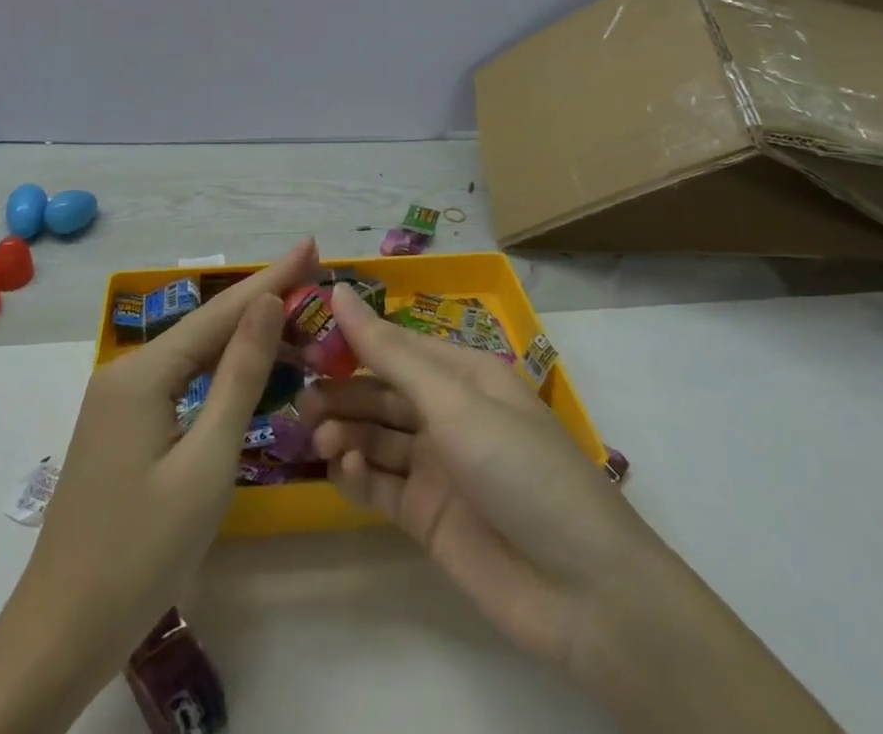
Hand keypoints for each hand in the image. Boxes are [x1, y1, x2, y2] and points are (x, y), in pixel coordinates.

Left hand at [0, 238, 320, 733]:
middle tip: (312, 278)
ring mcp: (117, 401)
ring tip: (292, 314)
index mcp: (141, 373)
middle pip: (204, 328)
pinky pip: (177, 383)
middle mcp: (124, 373)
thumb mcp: (206, 463)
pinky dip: (216, 372)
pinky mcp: (119, 428)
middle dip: (259, 302)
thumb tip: (267, 303)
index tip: (311, 246)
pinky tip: (242, 368)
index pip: (219, 313)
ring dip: (240, 337)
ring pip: (190, 356)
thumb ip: (239, 377)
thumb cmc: (142, 552)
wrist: (60, 634)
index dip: (270, 279)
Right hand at [304, 285, 842, 732]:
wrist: (582, 592)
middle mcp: (448, 414)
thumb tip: (338, 291)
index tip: (303, 335)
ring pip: (376, 437)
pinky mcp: (427, 517)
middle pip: (381, 392)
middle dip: (342, 392)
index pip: (396, 345)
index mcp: (464, 374)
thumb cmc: (520, 469)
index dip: (352, 339)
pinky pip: (382, 485)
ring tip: (320, 436)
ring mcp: (438, 467)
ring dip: (346, 432)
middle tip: (299, 397)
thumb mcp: (453, 401)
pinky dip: (358, 475)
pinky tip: (343, 471)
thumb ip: (390, 352)